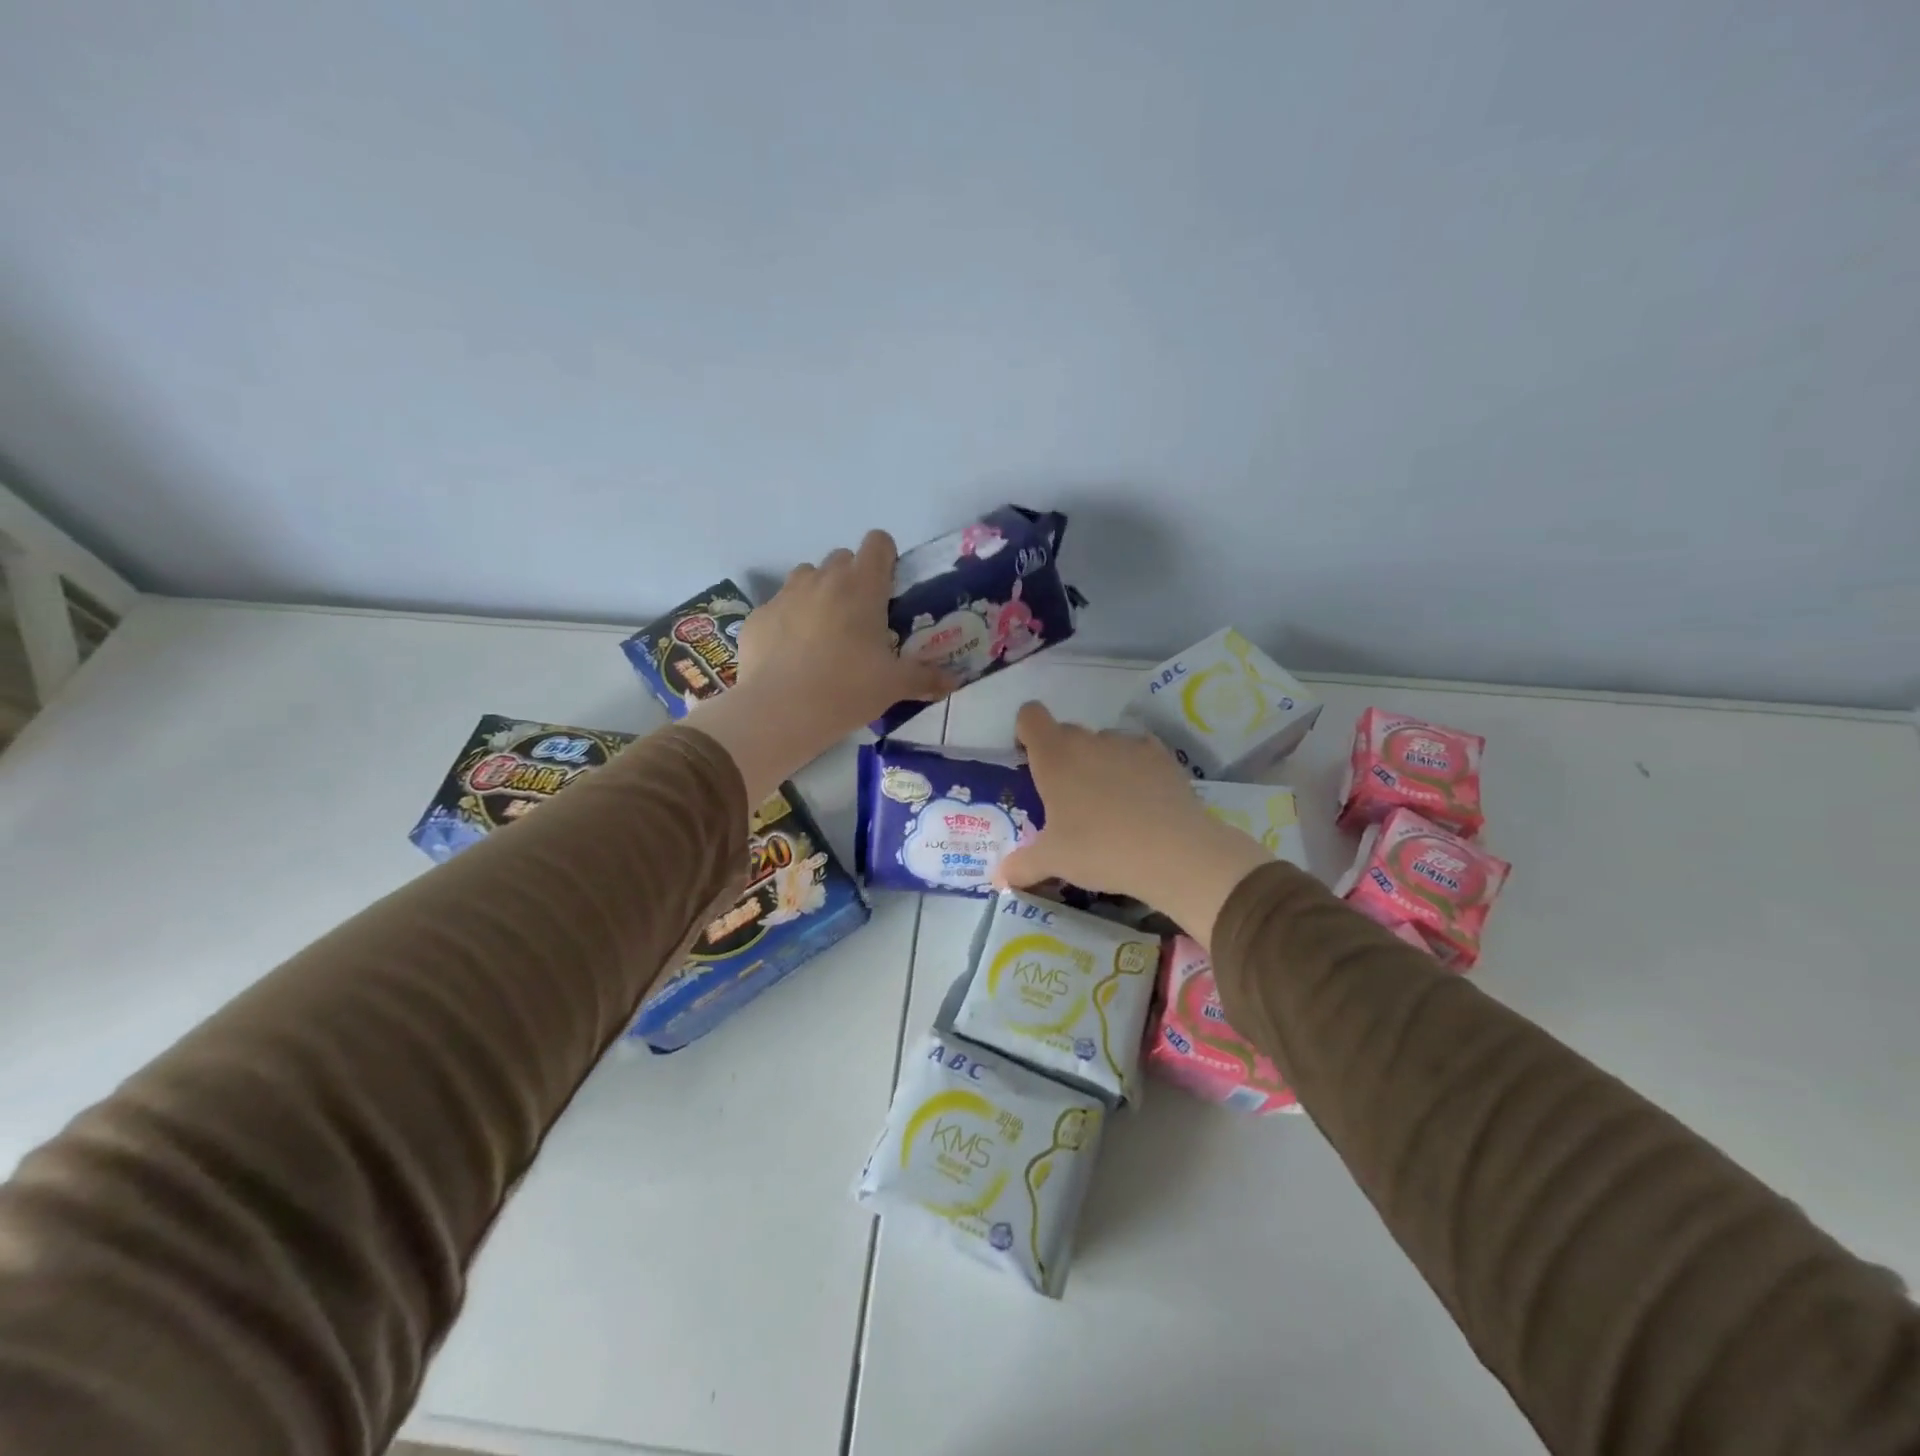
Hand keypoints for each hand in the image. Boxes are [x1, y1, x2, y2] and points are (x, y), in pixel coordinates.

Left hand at [688, 532, 952, 799]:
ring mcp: (784, 595)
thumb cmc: (847, 689)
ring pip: (806, 578)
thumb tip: (953, 682)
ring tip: (823, 635)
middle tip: (860, 620)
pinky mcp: (757, 617)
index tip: (889, 589)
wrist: (779, 712)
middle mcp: (822, 579)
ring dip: (818, 595)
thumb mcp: (894, 686)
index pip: (877, 542)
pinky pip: (778, 608)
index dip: (886, 558)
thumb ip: (925, 678)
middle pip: (841, 558)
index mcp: (862, 586)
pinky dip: (787, 623)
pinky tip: (790, 657)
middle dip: (852, 580)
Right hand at [996, 702, 1273, 945]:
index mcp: (1054, 756)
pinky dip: (1134, 768)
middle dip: (1061, 756)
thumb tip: (999, 878)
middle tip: (1066, 798)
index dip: (1025, 732)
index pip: (1030, 716)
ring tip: (1108, 804)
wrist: (1174, 852)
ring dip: (1097, 762)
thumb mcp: (1053, 861)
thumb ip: (1021, 865)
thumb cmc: (1099, 849)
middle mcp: (1089, 740)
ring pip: (1103, 743)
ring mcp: (1128, 744)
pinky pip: (1138, 752)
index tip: (1030, 761)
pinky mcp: (1162, 756)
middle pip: (1066, 732)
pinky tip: (1141, 799)